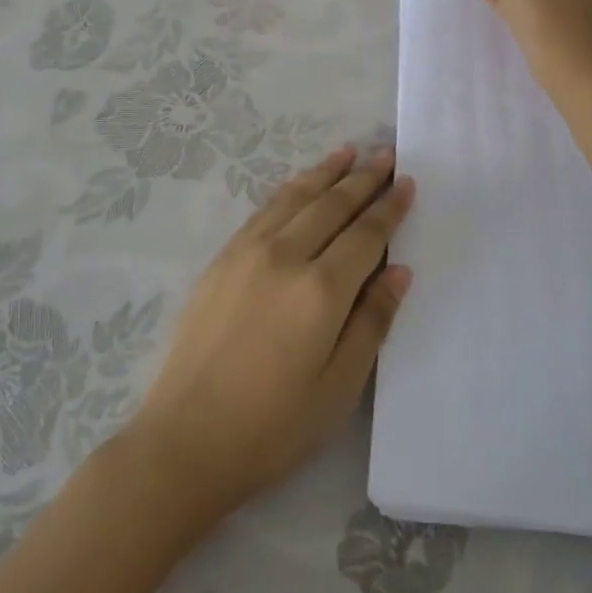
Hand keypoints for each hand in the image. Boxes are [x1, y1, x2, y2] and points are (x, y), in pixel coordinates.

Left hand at [123, 146, 413, 519]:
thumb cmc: (272, 427)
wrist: (184, 441)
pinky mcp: (223, 259)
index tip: (407, 181)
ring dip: (326, 172)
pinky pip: (265, 209)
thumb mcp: (338, 389)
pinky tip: (300, 183)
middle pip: (332, 205)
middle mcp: (285, 256)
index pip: (365, 233)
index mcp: (320, 290)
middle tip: (386, 154)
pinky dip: (290, 189)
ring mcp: (248, 252)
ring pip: (297, 197)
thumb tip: (399, 270)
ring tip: (349, 151)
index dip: (389, 206)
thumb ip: (372, 322)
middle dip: (363, 178)